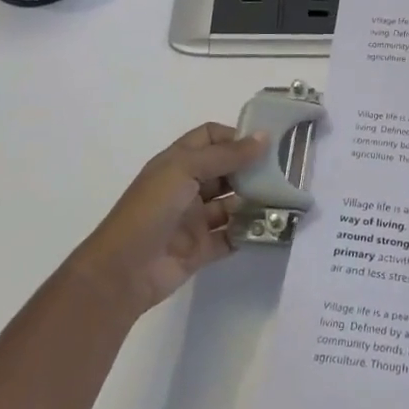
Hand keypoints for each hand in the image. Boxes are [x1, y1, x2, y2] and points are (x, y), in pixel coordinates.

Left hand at [66, 124, 266, 317]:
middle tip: (285, 171)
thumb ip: (226, 155)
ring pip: (232, 203)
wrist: (123, 271)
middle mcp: (187, 186)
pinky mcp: (202, 248)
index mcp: (178, 162)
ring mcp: (195, 219)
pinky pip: (232, 235)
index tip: (265, 143)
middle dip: (252, 168)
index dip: (234, 137)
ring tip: (284, 199)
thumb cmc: (151, 209)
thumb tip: (264, 137)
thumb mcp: (186, 170)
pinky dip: (250, 231)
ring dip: (255, 200)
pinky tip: (272, 227)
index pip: (210, 137)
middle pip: (226, 170)